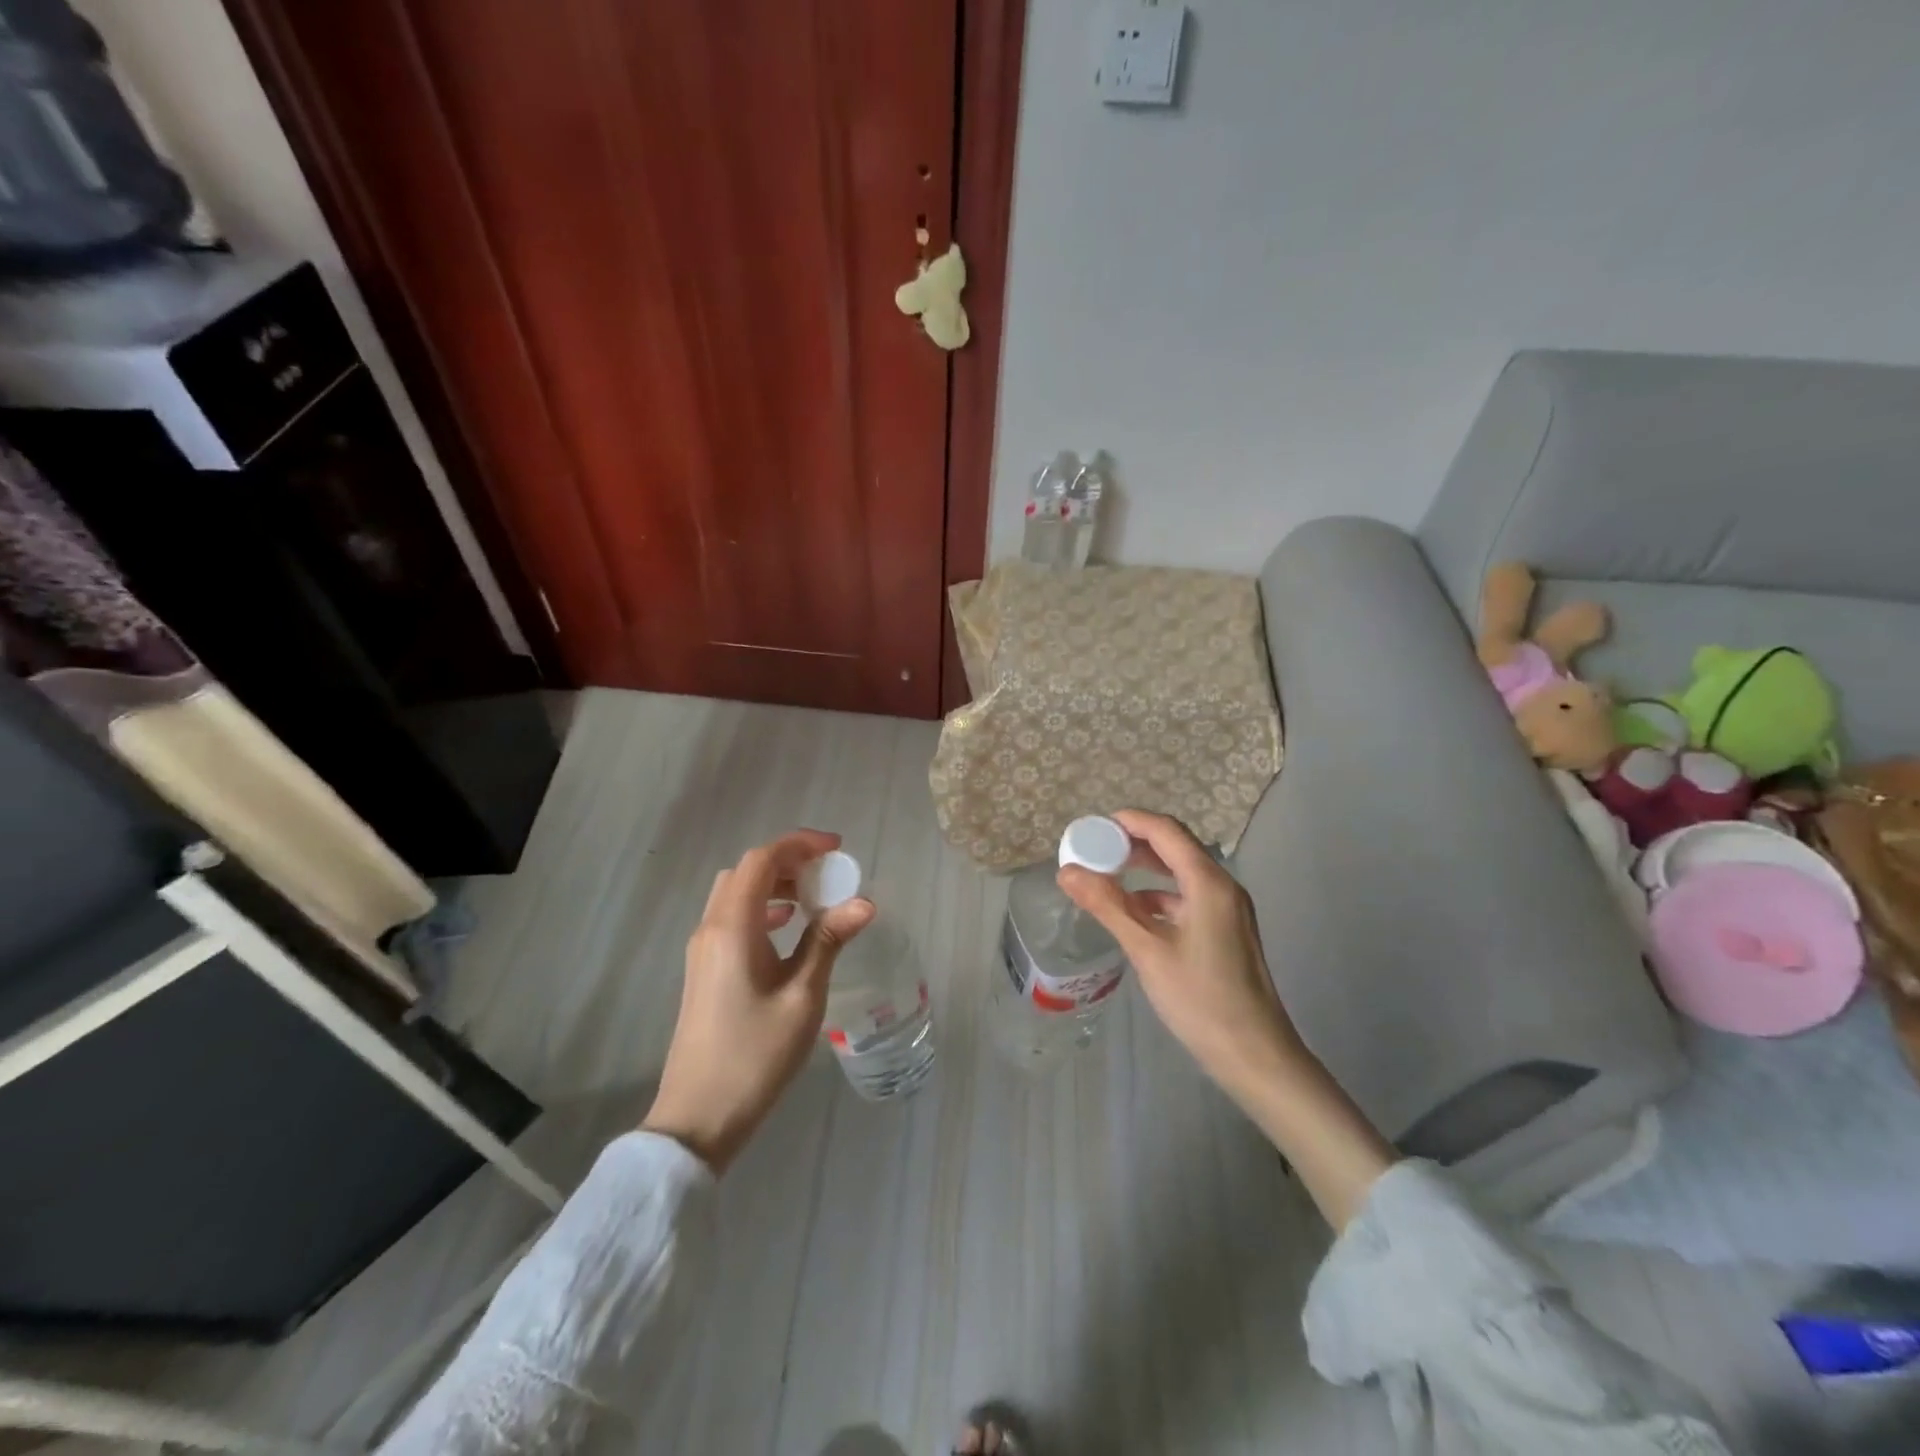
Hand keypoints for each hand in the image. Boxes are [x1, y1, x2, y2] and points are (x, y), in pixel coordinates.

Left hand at [642, 829, 873, 1173]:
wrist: (698, 1117)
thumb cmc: (755, 1055)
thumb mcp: (802, 996)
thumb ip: (828, 941)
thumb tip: (863, 902)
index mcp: (732, 928)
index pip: (762, 860)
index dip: (799, 845)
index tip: (837, 849)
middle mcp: (711, 929)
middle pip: (746, 872)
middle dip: (788, 862)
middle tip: (828, 875)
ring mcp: (702, 950)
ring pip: (736, 894)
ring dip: (774, 886)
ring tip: (813, 901)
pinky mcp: (704, 970)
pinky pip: (732, 918)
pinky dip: (762, 909)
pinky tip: (787, 931)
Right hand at [1056, 809, 1297, 1097]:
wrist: (1255, 1056)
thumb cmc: (1201, 999)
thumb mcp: (1148, 950)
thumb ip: (1108, 905)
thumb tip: (1067, 872)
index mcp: (1209, 883)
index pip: (1166, 832)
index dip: (1130, 822)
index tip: (1093, 825)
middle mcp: (1223, 887)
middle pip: (1175, 848)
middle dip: (1134, 844)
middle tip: (1094, 849)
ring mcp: (1228, 910)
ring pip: (1181, 874)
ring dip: (1145, 870)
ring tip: (1107, 876)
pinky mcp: (1225, 931)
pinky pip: (1187, 897)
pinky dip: (1158, 896)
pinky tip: (1134, 912)